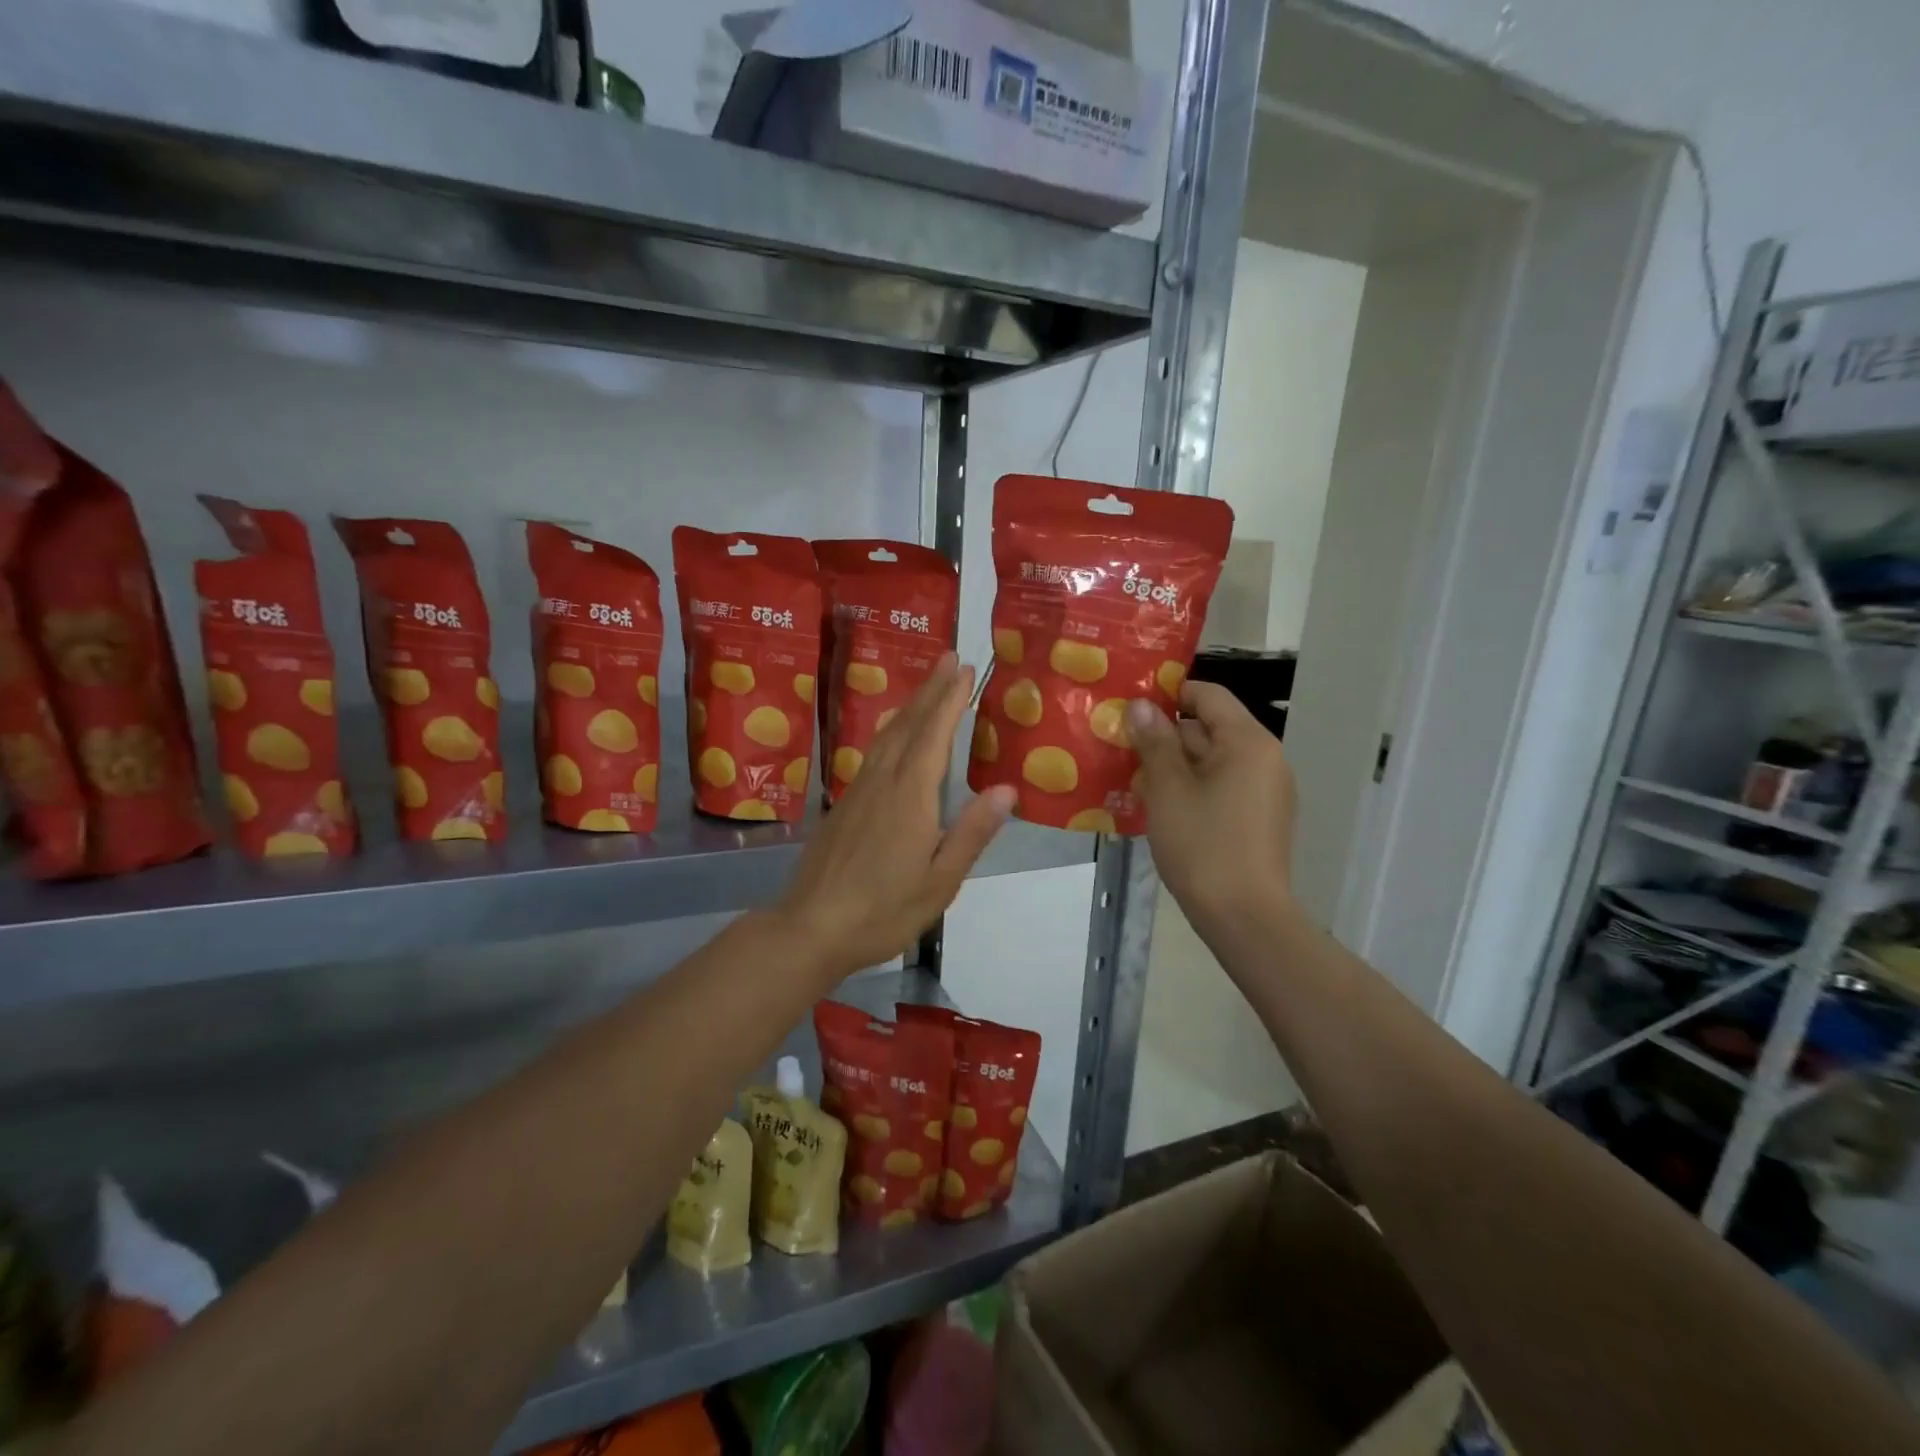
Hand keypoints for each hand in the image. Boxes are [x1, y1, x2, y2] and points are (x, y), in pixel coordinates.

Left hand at [774, 653, 1016, 981]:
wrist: (810, 928)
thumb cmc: (883, 910)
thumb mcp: (940, 881)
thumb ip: (971, 833)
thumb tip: (1006, 789)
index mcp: (910, 797)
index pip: (933, 735)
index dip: (950, 700)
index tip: (965, 669)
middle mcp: (882, 782)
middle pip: (908, 725)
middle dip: (931, 689)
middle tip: (949, 657)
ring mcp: (858, 791)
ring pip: (887, 736)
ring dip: (910, 705)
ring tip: (926, 684)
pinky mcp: (843, 805)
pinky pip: (872, 752)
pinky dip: (890, 730)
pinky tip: (892, 734)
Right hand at [1128, 683, 1295, 931]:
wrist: (1244, 917)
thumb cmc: (1203, 845)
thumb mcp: (1168, 789)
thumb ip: (1154, 741)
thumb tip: (1141, 705)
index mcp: (1248, 742)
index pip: (1208, 695)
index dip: (1169, 695)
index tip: (1131, 709)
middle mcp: (1265, 758)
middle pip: (1209, 728)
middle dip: (1165, 737)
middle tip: (1122, 749)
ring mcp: (1267, 790)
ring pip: (1213, 761)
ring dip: (1175, 766)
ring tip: (1134, 781)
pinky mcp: (1260, 818)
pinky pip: (1223, 787)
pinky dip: (1193, 789)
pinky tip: (1162, 809)